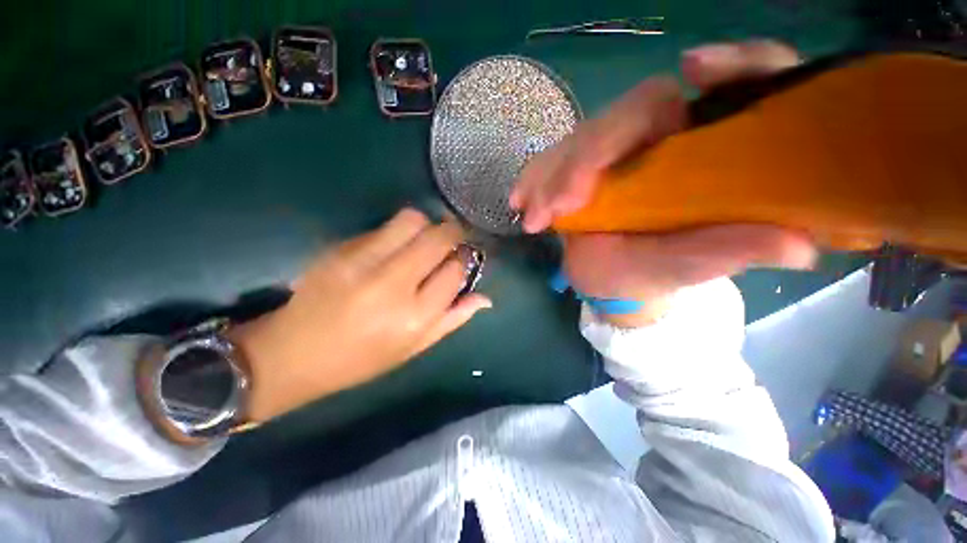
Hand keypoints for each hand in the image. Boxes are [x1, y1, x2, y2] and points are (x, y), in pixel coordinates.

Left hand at [230, 209, 490, 421]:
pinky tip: (392, 250)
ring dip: (427, 225)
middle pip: (437, 237)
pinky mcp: (340, 248)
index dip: (465, 259)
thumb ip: (453, 319)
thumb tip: (485, 298)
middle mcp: (392, 284)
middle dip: (454, 232)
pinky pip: (383, 227)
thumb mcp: (414, 348)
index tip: (464, 257)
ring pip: (411, 220)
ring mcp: (362, 261)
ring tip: (423, 241)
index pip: (455, 270)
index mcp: (414, 317)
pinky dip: (398, 233)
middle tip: (453, 239)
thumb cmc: (361, 359)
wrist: (292, 353)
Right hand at [511, 41, 816, 327]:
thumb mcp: (690, 267)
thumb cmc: (653, 274)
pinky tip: (520, 200)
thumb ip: (731, 251)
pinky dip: (533, 178)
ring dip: (552, 173)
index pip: (731, 87)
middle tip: (560, 204)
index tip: (695, 71)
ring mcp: (612, 152)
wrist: (610, 282)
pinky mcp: (577, 166)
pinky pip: (551, 160)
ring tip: (534, 216)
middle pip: (630, 113)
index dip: (729, 66)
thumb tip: (802, 245)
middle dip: (591, 154)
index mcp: (704, 154)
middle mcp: (660, 141)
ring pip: (582, 138)